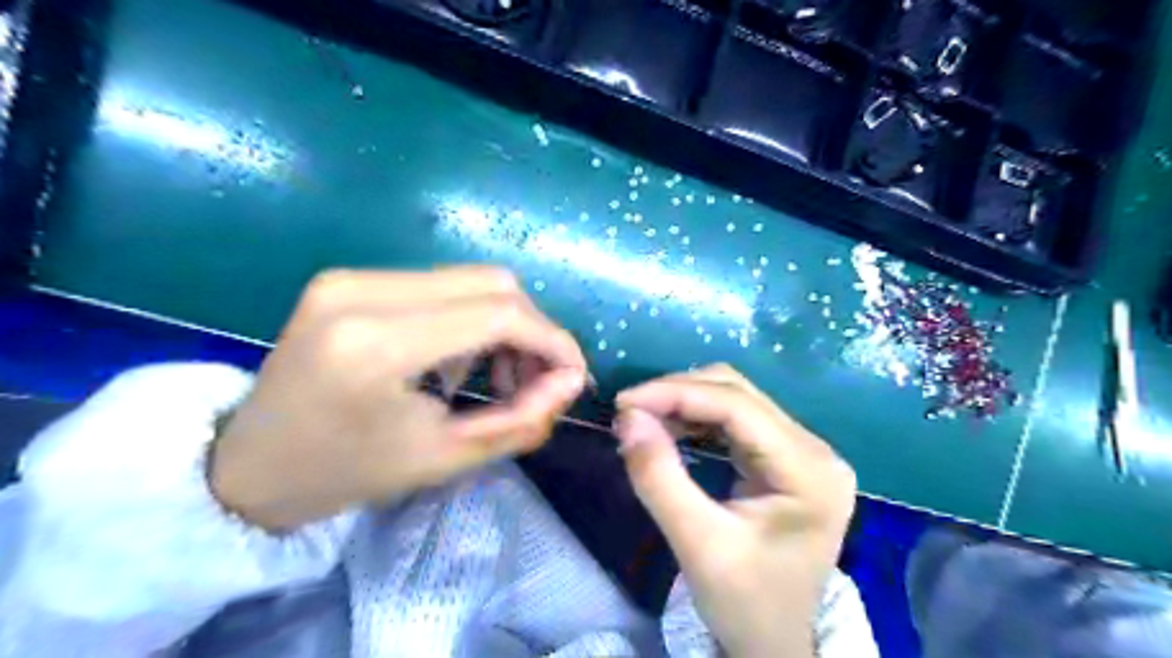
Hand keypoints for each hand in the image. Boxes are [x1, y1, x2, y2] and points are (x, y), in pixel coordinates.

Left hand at [208, 266, 584, 528]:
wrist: (250, 465)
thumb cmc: (346, 474)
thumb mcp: (443, 458)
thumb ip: (519, 419)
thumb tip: (571, 382)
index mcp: (376, 344)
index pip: (498, 314)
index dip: (551, 340)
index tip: (572, 375)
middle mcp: (361, 291)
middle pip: (492, 283)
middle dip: (533, 330)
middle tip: (536, 379)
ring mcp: (351, 277)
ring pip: (471, 279)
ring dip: (504, 323)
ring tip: (499, 375)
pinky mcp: (350, 279)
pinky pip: (441, 285)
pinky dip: (472, 317)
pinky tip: (461, 358)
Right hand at [618, 365, 857, 657]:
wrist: (774, 644)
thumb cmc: (744, 603)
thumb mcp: (696, 544)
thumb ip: (659, 478)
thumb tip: (628, 417)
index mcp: (809, 471)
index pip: (738, 407)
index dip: (677, 393)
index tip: (624, 402)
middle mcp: (816, 449)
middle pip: (739, 393)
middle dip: (679, 393)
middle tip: (630, 412)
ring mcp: (804, 451)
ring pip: (736, 399)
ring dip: (685, 402)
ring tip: (643, 419)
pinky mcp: (786, 457)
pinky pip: (736, 420)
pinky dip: (697, 418)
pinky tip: (670, 427)